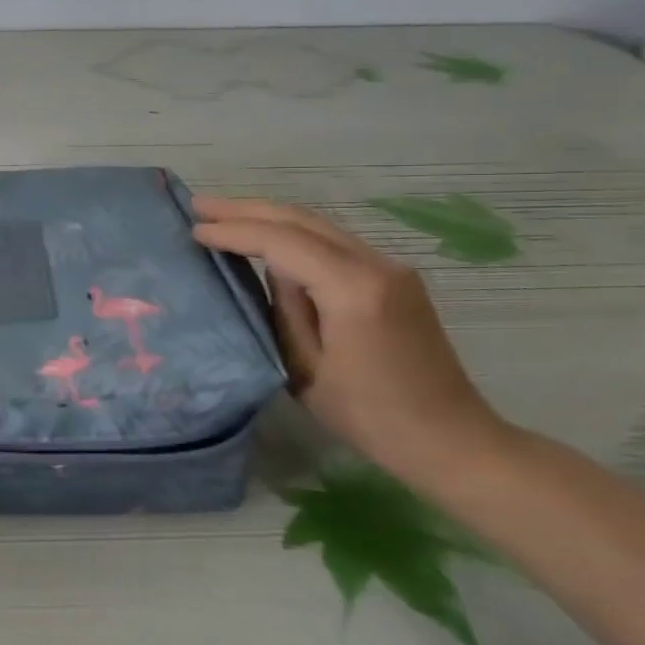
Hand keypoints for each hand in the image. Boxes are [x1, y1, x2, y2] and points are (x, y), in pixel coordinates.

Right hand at [190, 196, 508, 477]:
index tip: (194, 230)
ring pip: (317, 224)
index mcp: (353, 289)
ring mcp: (390, 267)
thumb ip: (283, 309)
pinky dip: (292, 232)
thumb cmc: (368, 416)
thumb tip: (271, 270)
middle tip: (199, 205)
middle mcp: (376, 264)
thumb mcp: (305, 369)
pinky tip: (266, 237)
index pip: (282, 242)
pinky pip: (332, 240)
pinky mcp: (393, 277)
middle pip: (301, 220)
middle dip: (247, 209)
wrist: (450, 439)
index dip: (235, 232)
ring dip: (268, 217)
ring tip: (222, 215)